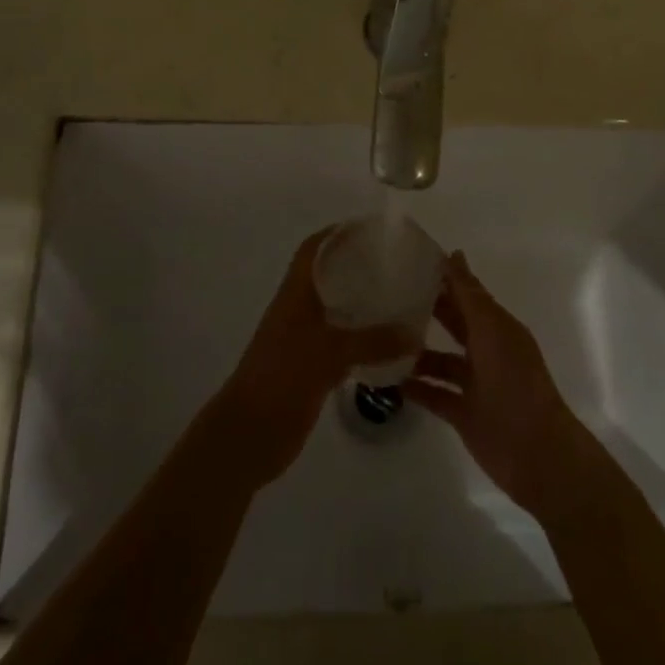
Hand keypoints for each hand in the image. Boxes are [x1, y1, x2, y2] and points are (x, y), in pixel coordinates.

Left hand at [215, 228, 416, 486]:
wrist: (249, 434)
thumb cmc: (283, 378)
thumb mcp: (330, 353)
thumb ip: (373, 341)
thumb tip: (415, 332)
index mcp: (295, 293)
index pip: (314, 249)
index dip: (337, 233)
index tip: (371, 229)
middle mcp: (299, 309)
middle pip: (328, 276)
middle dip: (357, 266)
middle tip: (396, 263)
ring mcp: (304, 339)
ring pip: (337, 310)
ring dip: (362, 303)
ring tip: (400, 297)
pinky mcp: (312, 367)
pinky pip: (342, 342)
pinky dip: (363, 339)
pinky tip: (390, 344)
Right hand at [405, 252, 595, 522]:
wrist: (536, 453)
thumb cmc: (515, 381)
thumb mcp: (491, 330)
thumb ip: (469, 295)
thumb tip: (453, 253)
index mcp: (497, 326)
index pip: (466, 293)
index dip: (444, 277)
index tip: (409, 260)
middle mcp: (486, 350)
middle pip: (453, 323)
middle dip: (426, 310)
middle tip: (387, 294)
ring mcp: (475, 384)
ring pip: (440, 361)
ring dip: (416, 352)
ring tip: (380, 338)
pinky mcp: (464, 414)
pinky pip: (435, 394)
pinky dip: (415, 387)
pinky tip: (387, 379)